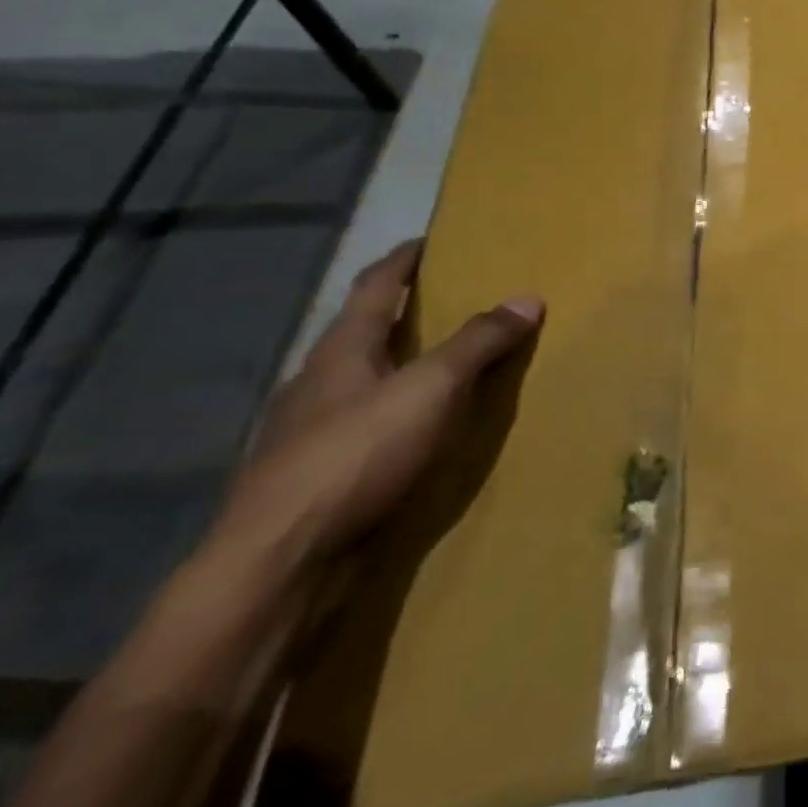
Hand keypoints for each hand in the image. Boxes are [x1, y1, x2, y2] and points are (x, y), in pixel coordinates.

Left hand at [207, 240, 544, 582]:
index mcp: (339, 351)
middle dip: (405, 314)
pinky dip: (400, 414)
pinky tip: (423, 430)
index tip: (430, 241)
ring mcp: (311, 433)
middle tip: (456, 301)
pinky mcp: (319, 477)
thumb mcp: (432, 388)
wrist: (279, 565)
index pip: (374, 287)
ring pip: (364, 383)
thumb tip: (528, 297)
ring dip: (403, 367)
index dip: (403, 261)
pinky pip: (369, 427)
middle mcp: (318, 384)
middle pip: (364, 333)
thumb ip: (479, 342)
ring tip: (450, 364)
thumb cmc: (356, 455)